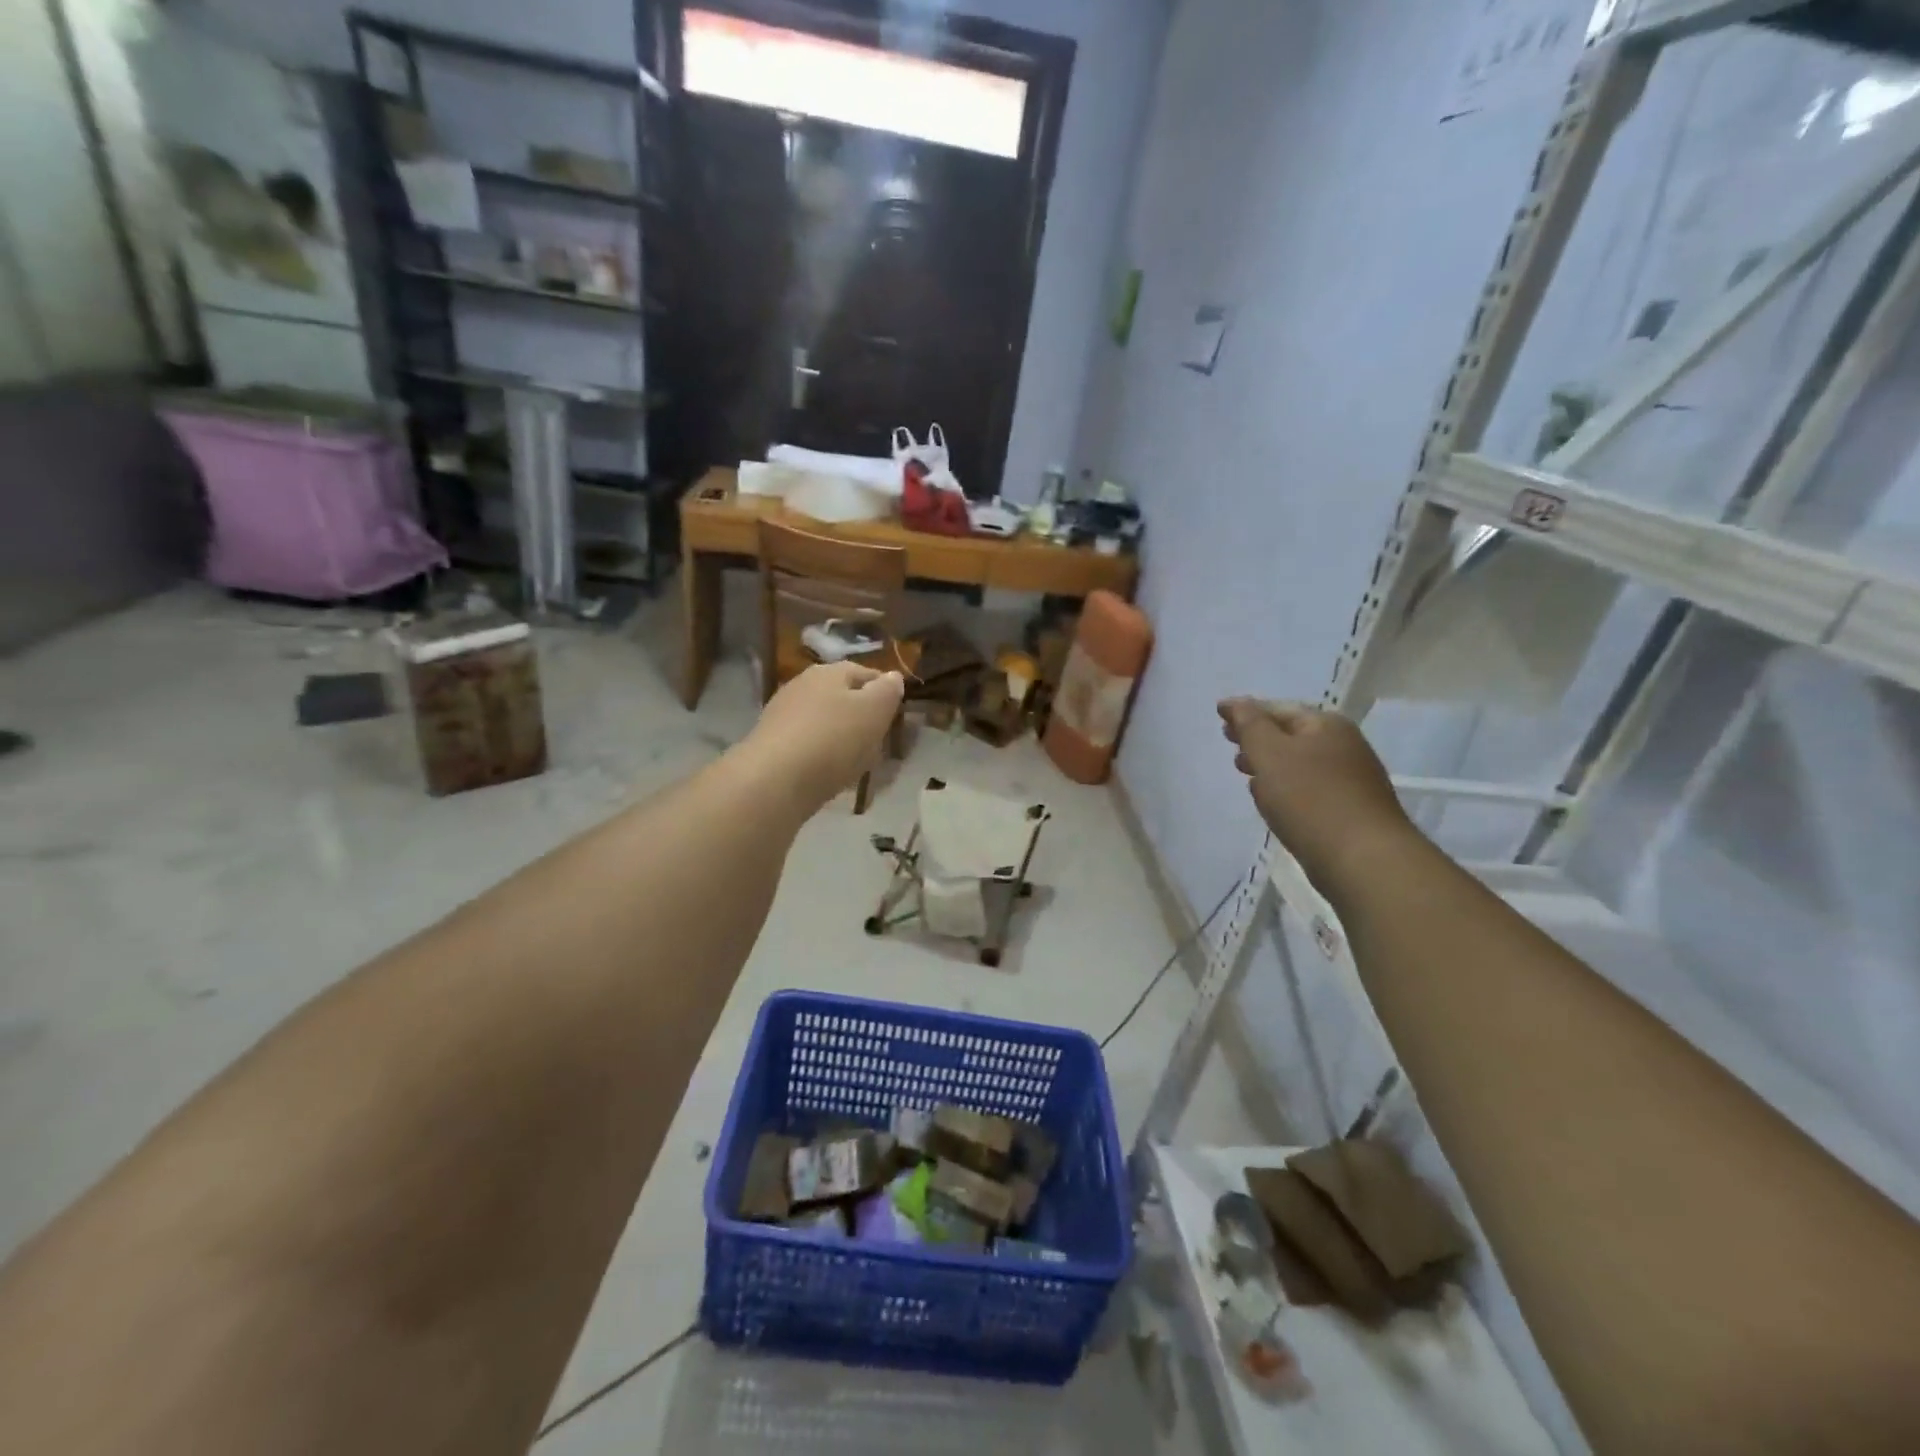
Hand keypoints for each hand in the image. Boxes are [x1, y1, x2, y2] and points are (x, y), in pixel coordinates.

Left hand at [742, 663, 904, 813]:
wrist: (774, 780)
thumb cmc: (833, 739)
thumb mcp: (874, 711)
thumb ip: (887, 691)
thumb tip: (892, 677)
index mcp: (829, 671)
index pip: (866, 673)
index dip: (885, 691)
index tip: (897, 715)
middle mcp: (802, 685)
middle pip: (843, 697)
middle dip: (862, 717)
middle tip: (879, 742)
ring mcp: (783, 715)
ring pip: (825, 722)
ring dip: (842, 739)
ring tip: (857, 763)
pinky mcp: (772, 744)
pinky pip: (809, 745)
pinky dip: (823, 756)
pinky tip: (830, 774)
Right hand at [1218, 698, 1417, 891]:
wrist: (1361, 859)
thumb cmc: (1309, 799)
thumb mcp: (1270, 754)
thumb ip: (1250, 725)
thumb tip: (1236, 703)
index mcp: (1326, 725)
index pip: (1277, 708)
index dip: (1246, 710)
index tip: (1219, 714)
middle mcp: (1343, 745)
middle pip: (1291, 734)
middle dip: (1258, 737)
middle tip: (1229, 741)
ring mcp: (1350, 778)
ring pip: (1299, 762)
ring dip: (1270, 763)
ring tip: (1244, 772)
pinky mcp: (1348, 809)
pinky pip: (1308, 788)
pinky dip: (1285, 786)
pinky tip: (1272, 801)